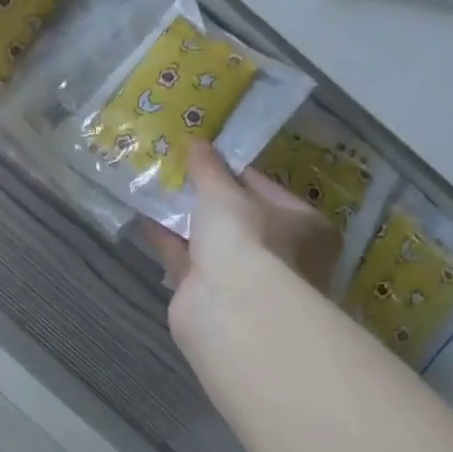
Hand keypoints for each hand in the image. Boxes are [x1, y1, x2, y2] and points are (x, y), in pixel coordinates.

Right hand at [142, 142, 341, 336]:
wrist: (231, 309)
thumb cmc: (246, 238)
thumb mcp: (224, 193)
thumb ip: (209, 169)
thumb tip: (197, 142)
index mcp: (306, 227)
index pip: (268, 190)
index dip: (235, 172)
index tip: (206, 157)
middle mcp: (284, 256)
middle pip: (241, 219)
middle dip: (209, 200)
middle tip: (180, 173)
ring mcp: (248, 281)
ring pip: (214, 243)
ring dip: (187, 220)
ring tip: (158, 190)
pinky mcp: (213, 298)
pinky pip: (189, 261)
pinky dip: (170, 241)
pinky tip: (146, 219)